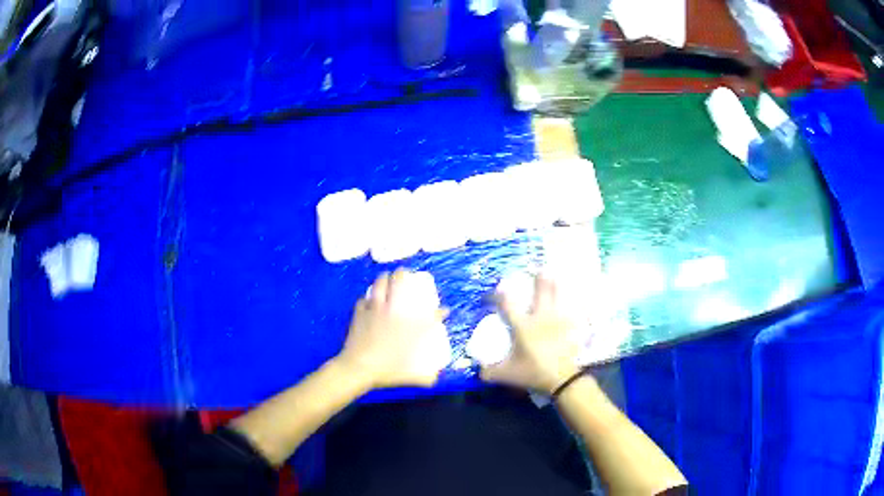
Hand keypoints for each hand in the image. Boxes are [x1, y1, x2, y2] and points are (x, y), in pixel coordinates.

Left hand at [336, 269, 449, 388]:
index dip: (441, 312)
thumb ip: (426, 378)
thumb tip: (436, 379)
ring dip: (384, 278)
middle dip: (403, 274)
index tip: (444, 311)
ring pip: (379, 284)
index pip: (432, 314)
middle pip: (399, 282)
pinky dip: (367, 298)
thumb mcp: (411, 376)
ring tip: (387, 277)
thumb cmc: (387, 370)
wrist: (359, 367)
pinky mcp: (359, 313)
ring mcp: (374, 310)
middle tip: (406, 274)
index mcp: (410, 326)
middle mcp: (394, 312)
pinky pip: (363, 299)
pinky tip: (368, 300)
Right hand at [480, 274, 583, 393]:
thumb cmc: (533, 372)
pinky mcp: (572, 328)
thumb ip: (489, 371)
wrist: (562, 379)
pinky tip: (577, 302)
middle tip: (538, 268)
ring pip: (558, 297)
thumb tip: (478, 369)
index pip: (507, 304)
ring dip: (556, 286)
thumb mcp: (507, 374)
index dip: (498, 294)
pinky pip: (575, 312)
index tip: (494, 291)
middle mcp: (541, 318)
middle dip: (538, 279)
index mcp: (523, 326)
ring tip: (556, 275)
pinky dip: (576, 305)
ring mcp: (559, 321)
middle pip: (540, 292)